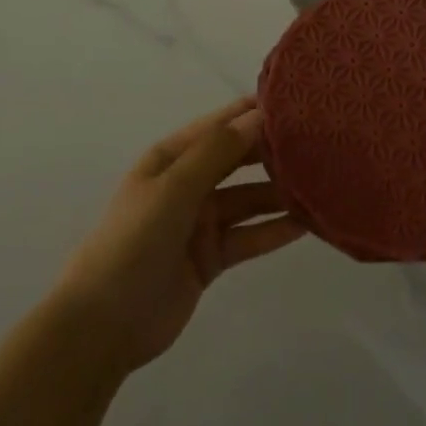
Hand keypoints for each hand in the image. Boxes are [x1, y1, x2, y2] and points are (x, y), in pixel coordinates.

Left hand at [54, 97, 306, 374]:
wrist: (103, 324)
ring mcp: (199, 222)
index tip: (294, 101)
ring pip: (248, 200)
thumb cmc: (133, 242)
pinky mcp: (210, 258)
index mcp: (170, 159)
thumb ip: (217, 152)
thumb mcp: (174, 189)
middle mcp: (187, 184)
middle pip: (236, 161)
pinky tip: (307, 224)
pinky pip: (248, 236)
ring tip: (322, 183)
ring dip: (279, 193)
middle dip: (271, 151)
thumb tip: (258, 115)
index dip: (251, 113)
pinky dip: (274, 230)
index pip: (218, 126)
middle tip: (318, 142)